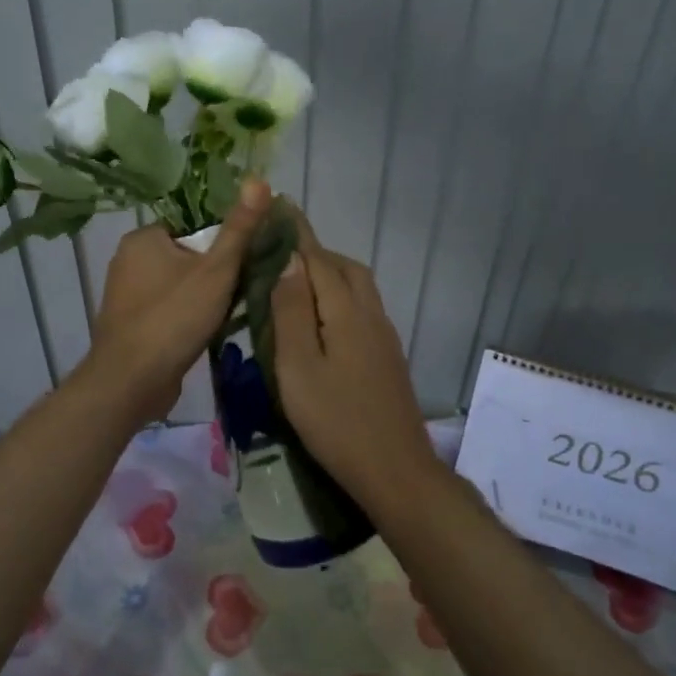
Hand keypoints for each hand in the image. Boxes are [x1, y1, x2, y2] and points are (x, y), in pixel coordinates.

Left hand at [83, 178, 271, 420]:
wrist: (130, 382)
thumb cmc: (173, 318)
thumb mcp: (216, 270)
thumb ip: (239, 228)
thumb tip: (260, 180)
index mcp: (143, 238)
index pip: (193, 226)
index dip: (223, 243)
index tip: (245, 262)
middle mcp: (128, 260)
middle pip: (188, 255)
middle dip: (216, 273)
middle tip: (241, 291)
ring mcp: (126, 294)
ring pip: (179, 284)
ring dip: (204, 297)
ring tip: (228, 314)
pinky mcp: (130, 324)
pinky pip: (168, 308)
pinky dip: (186, 316)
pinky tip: (205, 332)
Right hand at [268, 213, 437, 499]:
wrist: (395, 470)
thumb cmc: (336, 421)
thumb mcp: (298, 368)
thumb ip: (291, 312)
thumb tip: (288, 262)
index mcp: (346, 312)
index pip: (319, 259)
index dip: (298, 233)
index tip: (280, 205)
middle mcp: (370, 314)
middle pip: (345, 268)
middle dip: (314, 252)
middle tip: (280, 253)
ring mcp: (384, 336)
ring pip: (357, 288)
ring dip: (329, 274)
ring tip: (296, 284)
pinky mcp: (387, 356)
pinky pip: (362, 308)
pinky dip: (339, 297)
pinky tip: (322, 320)